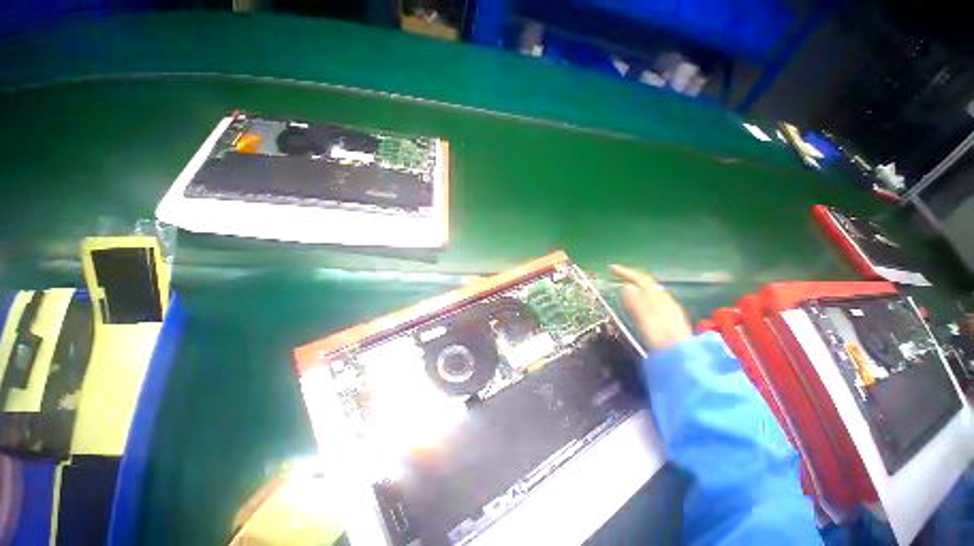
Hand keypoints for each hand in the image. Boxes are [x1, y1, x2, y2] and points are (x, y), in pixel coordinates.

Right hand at [611, 265, 692, 350]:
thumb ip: (636, 303)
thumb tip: (626, 286)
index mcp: (658, 299)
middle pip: (647, 282)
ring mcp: (668, 308)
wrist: (683, 357)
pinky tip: (637, 300)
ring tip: (623, 284)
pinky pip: (652, 297)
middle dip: (631, 276)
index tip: (611, 268)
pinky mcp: (669, 316)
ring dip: (635, 284)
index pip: (641, 279)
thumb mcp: (646, 321)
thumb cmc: (661, 340)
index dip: (626, 272)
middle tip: (615, 274)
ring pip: (650, 290)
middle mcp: (665, 300)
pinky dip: (640, 293)